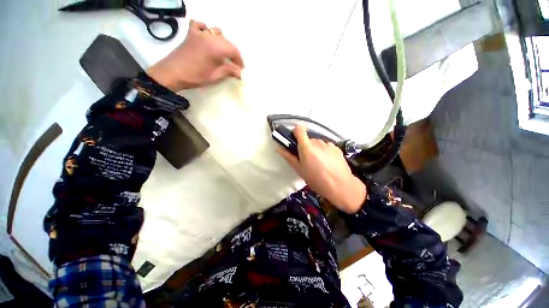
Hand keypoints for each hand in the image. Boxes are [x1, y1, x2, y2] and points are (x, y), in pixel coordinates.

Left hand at [147, 20, 243, 91]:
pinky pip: (199, 25)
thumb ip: (229, 71)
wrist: (172, 73)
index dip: (239, 60)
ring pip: (216, 33)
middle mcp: (209, 37)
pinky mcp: (190, 33)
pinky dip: (205, 29)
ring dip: (222, 42)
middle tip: (233, 65)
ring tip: (222, 53)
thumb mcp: (215, 76)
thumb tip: (240, 73)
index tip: (241, 69)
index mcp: (216, 48)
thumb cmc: (195, 77)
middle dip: (233, 53)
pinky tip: (206, 36)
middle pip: (227, 42)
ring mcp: (199, 33)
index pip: (234, 51)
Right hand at [277, 125, 366, 213]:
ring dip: (316, 149)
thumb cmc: (316, 179)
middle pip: (309, 139)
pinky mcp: (337, 148)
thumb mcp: (299, 169)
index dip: (296, 131)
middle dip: (306, 146)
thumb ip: (288, 156)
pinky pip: (327, 147)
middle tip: (307, 159)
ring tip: (319, 163)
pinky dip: (325, 152)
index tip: (295, 140)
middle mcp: (317, 142)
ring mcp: (328, 144)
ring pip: (318, 143)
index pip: (299, 129)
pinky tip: (328, 163)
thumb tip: (278, 148)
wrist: (340, 186)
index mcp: (306, 146)